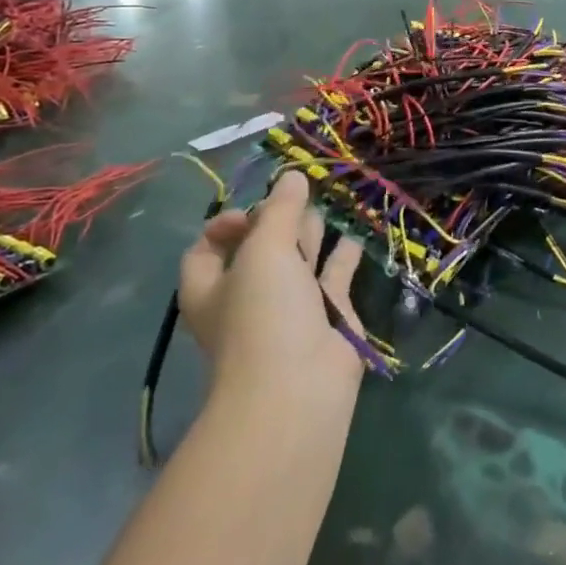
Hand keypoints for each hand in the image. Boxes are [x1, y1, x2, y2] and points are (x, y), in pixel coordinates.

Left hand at [178, 171, 367, 405]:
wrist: (299, 389)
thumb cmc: (263, 315)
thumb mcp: (263, 251)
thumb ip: (279, 210)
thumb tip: (292, 175)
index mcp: (212, 286)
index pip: (208, 246)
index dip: (227, 222)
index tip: (252, 211)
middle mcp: (248, 295)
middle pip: (259, 247)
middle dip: (278, 219)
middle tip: (301, 192)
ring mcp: (290, 307)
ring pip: (299, 259)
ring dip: (312, 231)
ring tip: (330, 198)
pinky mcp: (329, 315)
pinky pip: (335, 275)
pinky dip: (344, 253)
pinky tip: (356, 230)